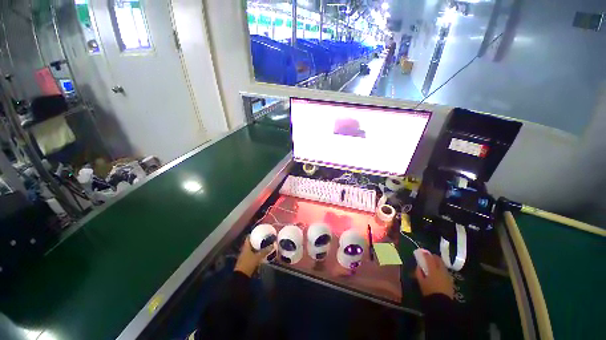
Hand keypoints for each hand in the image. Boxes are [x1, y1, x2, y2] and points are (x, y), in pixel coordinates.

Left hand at [234, 235, 272, 276]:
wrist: (241, 276)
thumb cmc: (248, 264)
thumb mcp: (258, 257)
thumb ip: (265, 251)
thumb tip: (273, 245)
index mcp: (246, 247)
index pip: (248, 237)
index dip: (253, 234)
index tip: (259, 232)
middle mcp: (244, 250)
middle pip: (250, 243)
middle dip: (256, 241)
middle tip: (263, 238)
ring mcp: (244, 256)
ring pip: (251, 249)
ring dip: (256, 247)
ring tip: (263, 245)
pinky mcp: (246, 261)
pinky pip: (251, 254)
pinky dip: (255, 252)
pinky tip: (260, 253)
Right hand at [414, 252, 453, 298]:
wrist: (442, 303)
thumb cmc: (429, 291)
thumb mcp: (421, 282)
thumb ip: (419, 272)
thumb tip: (419, 266)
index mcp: (433, 269)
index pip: (429, 258)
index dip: (425, 254)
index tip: (422, 252)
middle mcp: (441, 270)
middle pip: (438, 259)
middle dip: (434, 257)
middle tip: (429, 257)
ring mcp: (447, 275)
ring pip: (443, 265)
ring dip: (438, 263)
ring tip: (434, 265)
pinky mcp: (451, 281)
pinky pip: (446, 271)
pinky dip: (442, 269)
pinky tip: (439, 273)